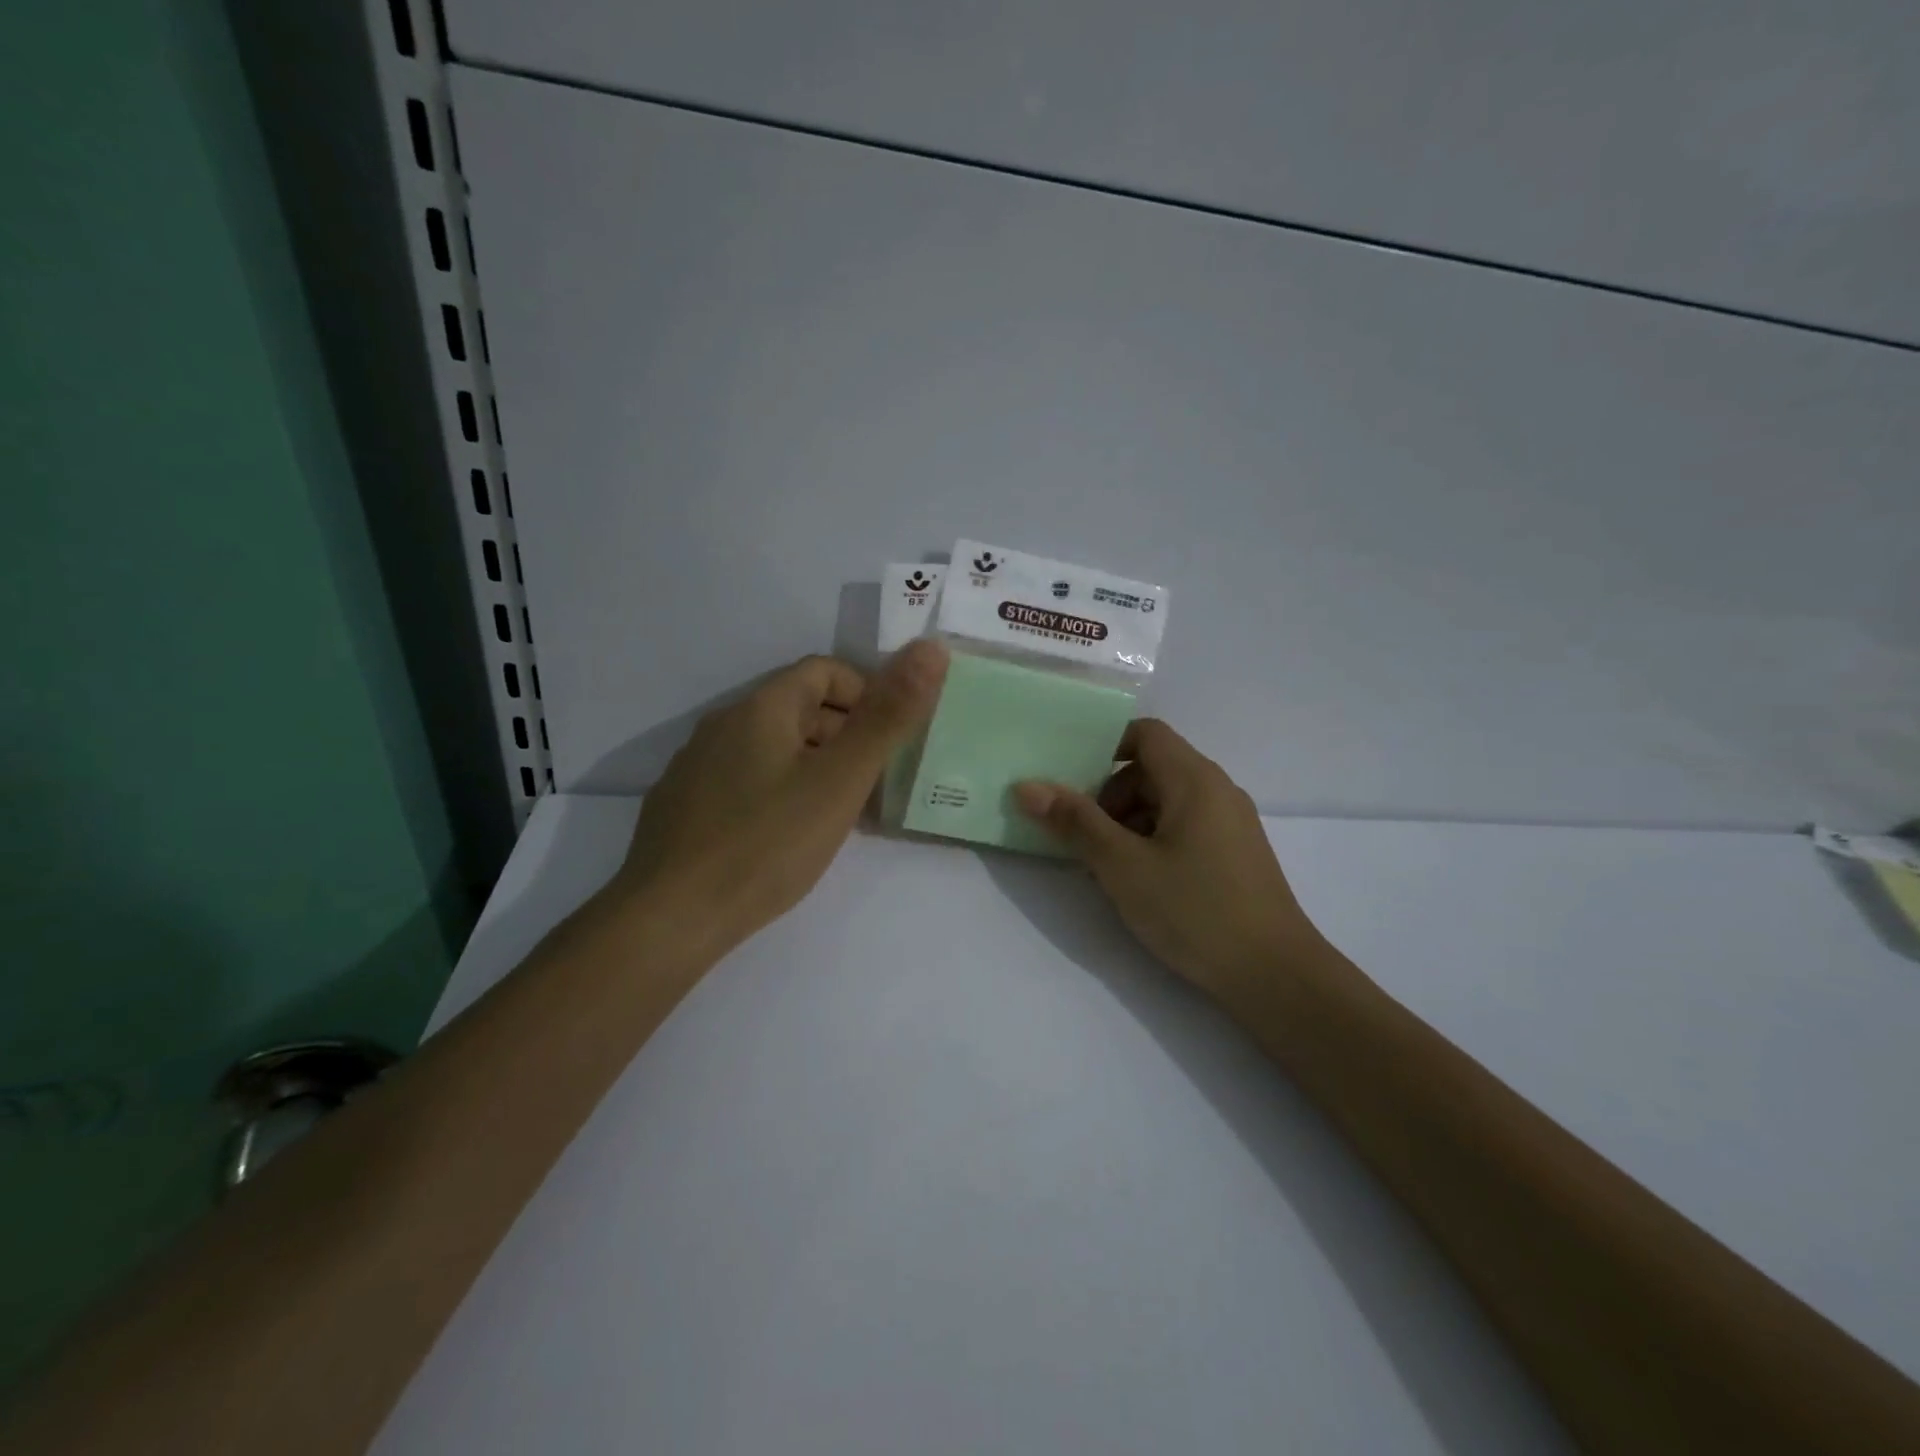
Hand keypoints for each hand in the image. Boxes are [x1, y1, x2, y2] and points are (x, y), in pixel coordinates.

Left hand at [609, 641, 947, 953]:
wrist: (671, 918)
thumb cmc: (767, 843)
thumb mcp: (840, 781)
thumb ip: (888, 717)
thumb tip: (931, 648)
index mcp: (761, 708)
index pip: (824, 670)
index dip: (866, 694)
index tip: (889, 740)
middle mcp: (723, 724)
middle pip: (799, 708)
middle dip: (846, 736)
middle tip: (874, 785)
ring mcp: (696, 766)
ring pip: (772, 748)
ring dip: (815, 767)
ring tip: (840, 815)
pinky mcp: (683, 806)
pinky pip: (745, 780)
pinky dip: (779, 792)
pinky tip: (788, 837)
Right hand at [1014, 719, 1318, 998]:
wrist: (1275, 976)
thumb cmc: (1194, 910)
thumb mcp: (1123, 866)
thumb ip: (1075, 822)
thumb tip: (1027, 786)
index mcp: (1194, 779)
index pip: (1145, 733)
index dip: (1104, 747)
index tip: (1071, 781)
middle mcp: (1217, 790)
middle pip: (1152, 769)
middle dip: (1110, 795)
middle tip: (1082, 837)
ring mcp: (1230, 823)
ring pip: (1166, 802)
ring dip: (1128, 823)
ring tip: (1106, 868)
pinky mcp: (1235, 854)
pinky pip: (1184, 828)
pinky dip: (1153, 841)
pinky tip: (1140, 883)